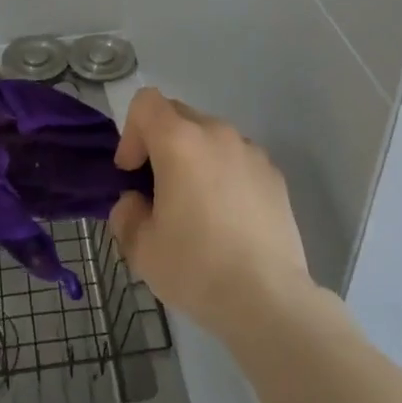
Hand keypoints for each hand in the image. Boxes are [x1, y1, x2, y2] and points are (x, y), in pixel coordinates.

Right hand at [108, 88, 312, 341]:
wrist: (268, 300)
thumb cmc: (196, 268)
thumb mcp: (141, 248)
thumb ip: (126, 214)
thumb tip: (135, 202)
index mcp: (180, 141)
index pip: (146, 102)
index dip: (131, 132)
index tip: (132, 173)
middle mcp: (217, 133)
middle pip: (178, 116)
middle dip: (160, 144)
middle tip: (158, 191)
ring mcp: (251, 152)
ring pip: (211, 138)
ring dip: (195, 159)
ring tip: (197, 207)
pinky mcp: (275, 175)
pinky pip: (238, 159)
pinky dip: (225, 175)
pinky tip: (228, 219)